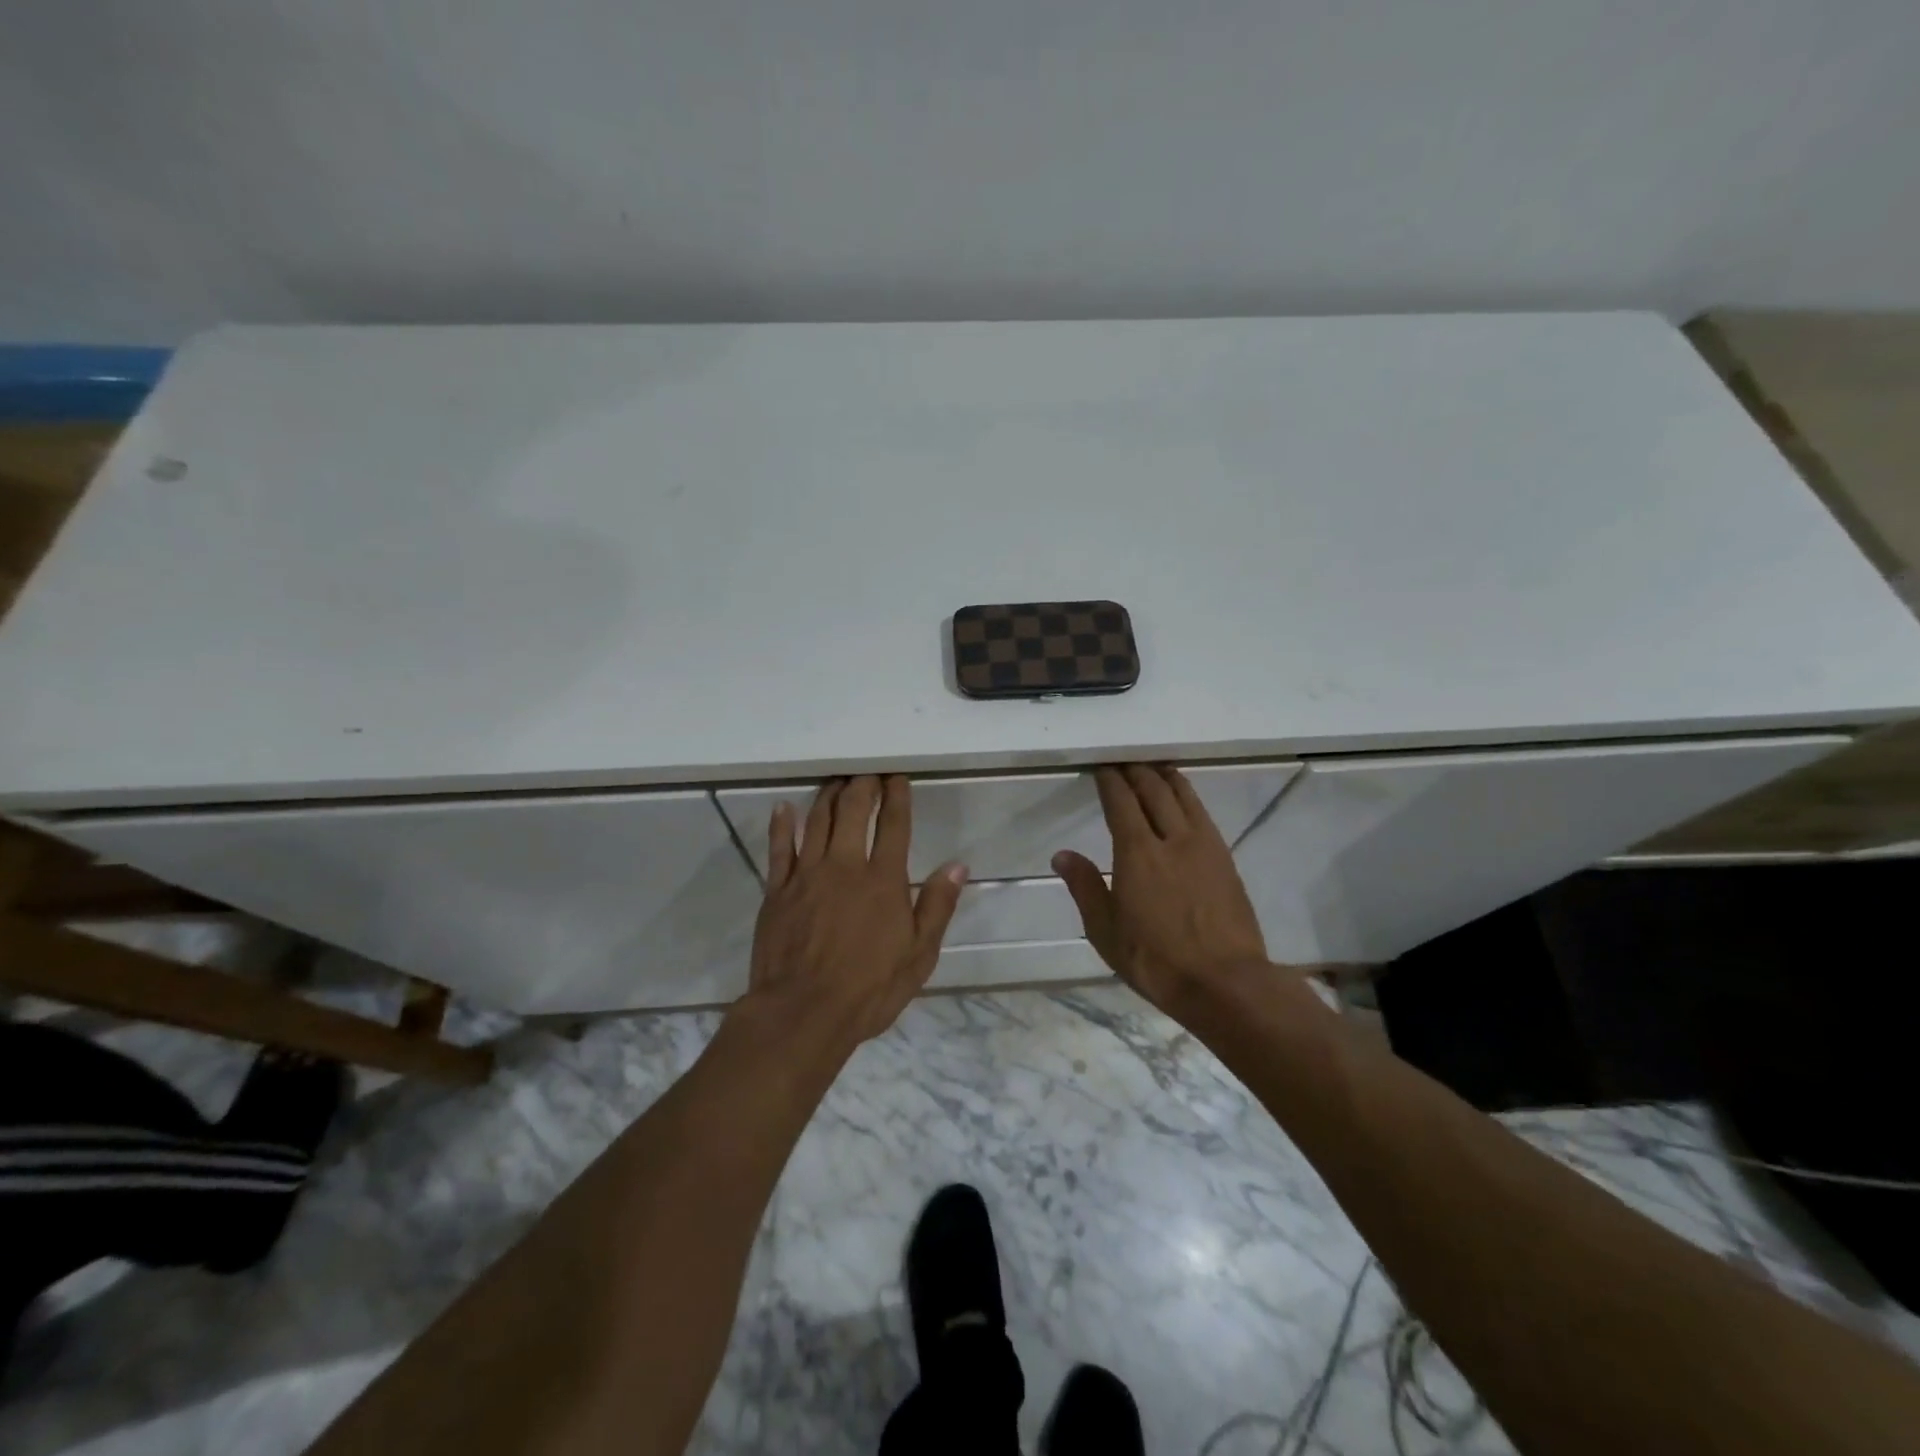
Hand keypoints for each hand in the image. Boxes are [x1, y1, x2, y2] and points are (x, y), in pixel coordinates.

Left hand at [746, 775, 967, 1045]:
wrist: (803, 1014)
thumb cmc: (869, 989)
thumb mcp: (919, 955)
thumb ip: (937, 906)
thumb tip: (957, 865)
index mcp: (883, 880)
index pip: (894, 825)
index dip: (897, 796)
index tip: (897, 777)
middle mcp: (845, 866)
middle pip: (853, 810)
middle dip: (862, 785)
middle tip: (867, 772)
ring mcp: (807, 875)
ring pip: (817, 821)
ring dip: (828, 796)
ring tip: (836, 781)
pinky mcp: (777, 891)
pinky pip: (779, 849)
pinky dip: (781, 825)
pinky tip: (783, 808)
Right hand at [1053, 765, 1269, 1015]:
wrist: (1225, 982)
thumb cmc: (1155, 960)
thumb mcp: (1106, 931)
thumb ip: (1085, 887)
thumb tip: (1062, 855)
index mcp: (1137, 853)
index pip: (1121, 802)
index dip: (1110, 781)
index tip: (1102, 768)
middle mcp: (1172, 839)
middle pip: (1154, 791)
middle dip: (1136, 772)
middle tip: (1125, 761)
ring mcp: (1204, 846)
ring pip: (1184, 797)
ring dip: (1166, 778)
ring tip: (1156, 767)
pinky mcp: (1226, 859)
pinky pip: (1203, 814)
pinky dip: (1189, 797)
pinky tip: (1185, 801)